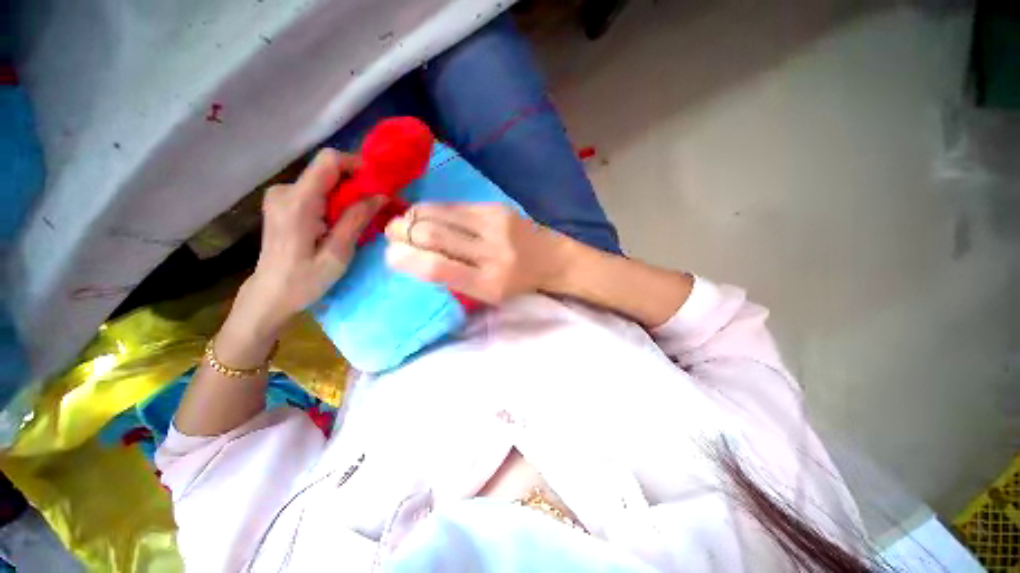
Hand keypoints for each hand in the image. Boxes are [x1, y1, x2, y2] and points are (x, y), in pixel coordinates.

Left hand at [237, 149, 383, 332]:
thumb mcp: (337, 253)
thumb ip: (356, 220)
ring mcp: (281, 195)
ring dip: (347, 194)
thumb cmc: (305, 280)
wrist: (270, 294)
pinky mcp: (283, 202)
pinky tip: (341, 221)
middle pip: (328, 170)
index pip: (329, 161)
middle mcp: (285, 190)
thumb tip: (381, 195)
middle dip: (356, 184)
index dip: (356, 165)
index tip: (378, 184)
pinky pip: (316, 190)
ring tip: (360, 218)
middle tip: (376, 206)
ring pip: (324, 181)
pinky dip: (335, 200)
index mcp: (297, 203)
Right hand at [384, 203, 574, 303]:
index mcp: (488, 284)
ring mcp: (496, 226)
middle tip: (391, 233)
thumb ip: (452, 278)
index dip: (407, 259)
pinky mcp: (497, 208)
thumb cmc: (515, 283)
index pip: (438, 269)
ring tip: (404, 222)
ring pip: (439, 214)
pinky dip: (432, 209)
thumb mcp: (486, 294)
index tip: (391, 255)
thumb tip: (410, 256)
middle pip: (433, 236)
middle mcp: (492, 254)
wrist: (550, 258)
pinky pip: (454, 205)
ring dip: (413, 216)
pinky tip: (426, 214)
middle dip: (402, 232)